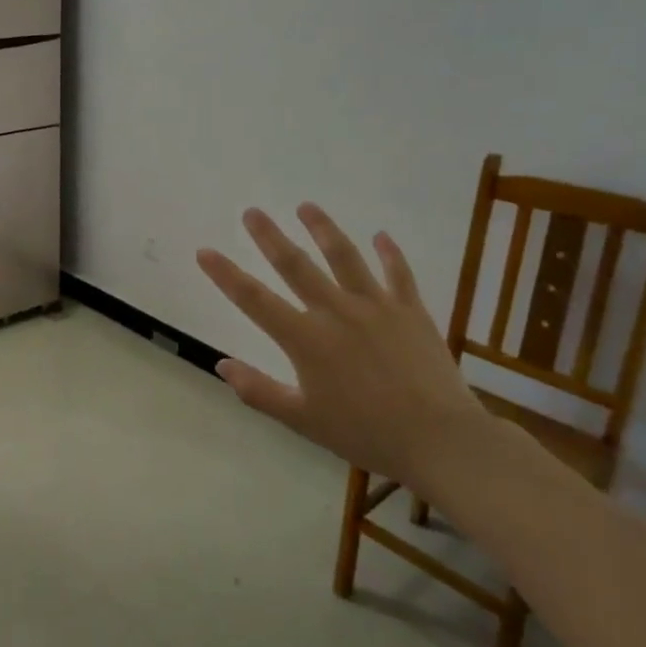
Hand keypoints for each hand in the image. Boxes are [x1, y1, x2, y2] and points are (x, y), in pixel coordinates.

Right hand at [196, 205, 486, 490]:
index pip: (254, 300)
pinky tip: (381, 235)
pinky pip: (399, 274)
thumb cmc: (366, 433)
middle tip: (252, 212)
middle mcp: (336, 312)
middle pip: (295, 266)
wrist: (440, 440)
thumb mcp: (302, 421)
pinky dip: (390, 253)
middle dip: (269, 237)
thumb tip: (222, 365)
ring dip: (323, 229)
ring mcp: (376, 307)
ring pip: (344, 257)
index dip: (226, 275)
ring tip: (306, 206)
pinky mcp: (411, 311)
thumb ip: (259, 391)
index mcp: (306, 339)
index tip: (204, 251)